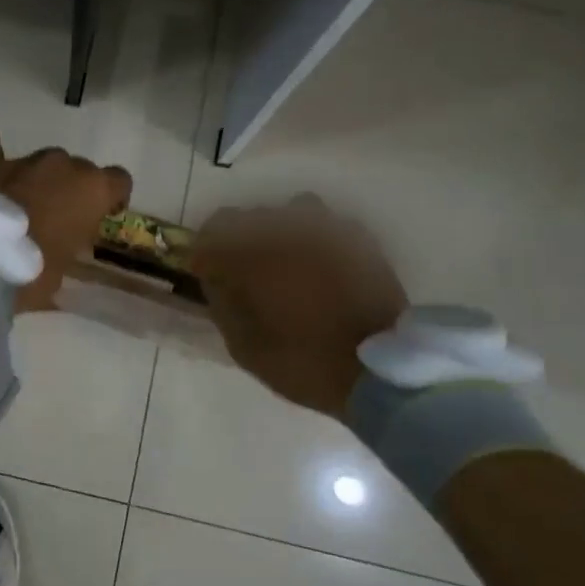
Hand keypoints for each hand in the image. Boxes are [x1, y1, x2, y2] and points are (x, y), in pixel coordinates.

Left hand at [0, 125, 132, 312]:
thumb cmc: (31, 273)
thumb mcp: (63, 269)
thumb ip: (69, 244)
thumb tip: (61, 240)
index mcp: (92, 190)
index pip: (119, 180)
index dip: (111, 197)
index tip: (100, 214)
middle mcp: (62, 165)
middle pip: (75, 169)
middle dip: (66, 189)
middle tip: (50, 217)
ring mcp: (23, 158)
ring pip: (37, 160)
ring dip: (32, 177)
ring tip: (13, 203)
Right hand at [194, 196, 407, 416]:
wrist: (378, 373)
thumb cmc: (301, 363)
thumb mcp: (243, 345)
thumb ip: (222, 301)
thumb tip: (215, 275)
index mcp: (251, 254)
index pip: (212, 231)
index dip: (206, 251)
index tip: (208, 272)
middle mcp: (285, 231)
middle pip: (249, 218)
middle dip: (241, 241)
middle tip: (246, 272)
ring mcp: (324, 230)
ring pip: (290, 212)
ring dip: (280, 233)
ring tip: (286, 262)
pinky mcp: (357, 238)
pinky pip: (326, 225)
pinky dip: (315, 240)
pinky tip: (319, 266)